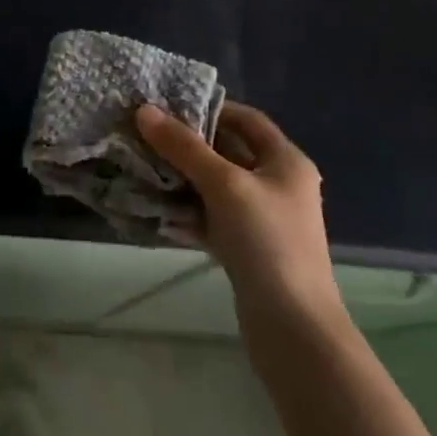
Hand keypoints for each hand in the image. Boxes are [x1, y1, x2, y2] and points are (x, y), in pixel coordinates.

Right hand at [136, 101, 342, 322]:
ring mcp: (263, 220)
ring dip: (183, 177)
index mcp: (286, 162)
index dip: (211, 107)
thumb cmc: (267, 242)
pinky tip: (155, 206)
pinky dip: (187, 210)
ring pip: (217, 186)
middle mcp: (278, 185)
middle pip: (229, 151)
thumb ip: (184, 147)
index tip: (170, 104)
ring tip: (142, 163)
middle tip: (147, 132)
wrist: (294, 331)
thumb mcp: (224, 185)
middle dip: (189, 143)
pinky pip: (212, 217)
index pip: (247, 119)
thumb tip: (144, 111)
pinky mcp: (247, 250)